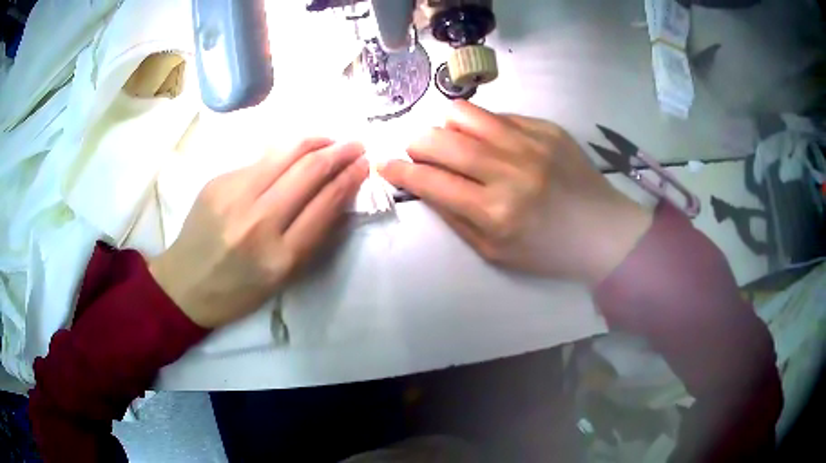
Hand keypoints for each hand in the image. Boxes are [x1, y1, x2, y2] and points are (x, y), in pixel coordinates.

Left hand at [149, 139, 367, 327]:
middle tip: (356, 145)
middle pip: (308, 170)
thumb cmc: (239, 291)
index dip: (350, 179)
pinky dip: (284, 154)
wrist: (186, 284)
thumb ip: (311, 234)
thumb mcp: (283, 277)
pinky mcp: (218, 182)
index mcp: (281, 257)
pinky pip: (260, 161)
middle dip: (339, 152)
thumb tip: (335, 192)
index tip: (365, 165)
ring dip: (315, 142)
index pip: (326, 203)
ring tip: (330, 141)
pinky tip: (293, 155)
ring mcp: (234, 196)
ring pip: (285, 153)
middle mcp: (258, 222)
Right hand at [379, 101, 651, 285]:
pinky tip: (488, 140)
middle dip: (417, 143)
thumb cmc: (547, 250)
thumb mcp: (494, 251)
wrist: (601, 230)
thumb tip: (425, 185)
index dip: (401, 170)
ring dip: (445, 126)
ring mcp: (531, 143)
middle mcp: (510, 170)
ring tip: (450, 140)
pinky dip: (480, 125)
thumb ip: (455, 217)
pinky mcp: (546, 128)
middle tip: (417, 151)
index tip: (386, 164)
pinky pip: (497, 114)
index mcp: (495, 211)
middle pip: (441, 140)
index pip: (431, 181)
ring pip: (465, 115)